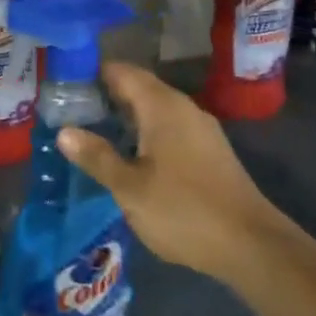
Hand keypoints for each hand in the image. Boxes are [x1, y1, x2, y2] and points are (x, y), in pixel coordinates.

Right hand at [59, 61, 290, 282]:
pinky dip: (146, 132)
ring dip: (127, 116)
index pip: (122, 71)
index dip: (93, 72)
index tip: (65, 84)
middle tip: (72, 110)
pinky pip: (170, 127)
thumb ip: (97, 157)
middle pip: (139, 87)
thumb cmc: (184, 210)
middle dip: (107, 95)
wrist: (251, 245)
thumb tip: (64, 131)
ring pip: (155, 109)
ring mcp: (200, 128)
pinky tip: (132, 155)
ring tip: (95, 132)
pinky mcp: (210, 151)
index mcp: (162, 105)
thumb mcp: (130, 188)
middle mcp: (183, 106)